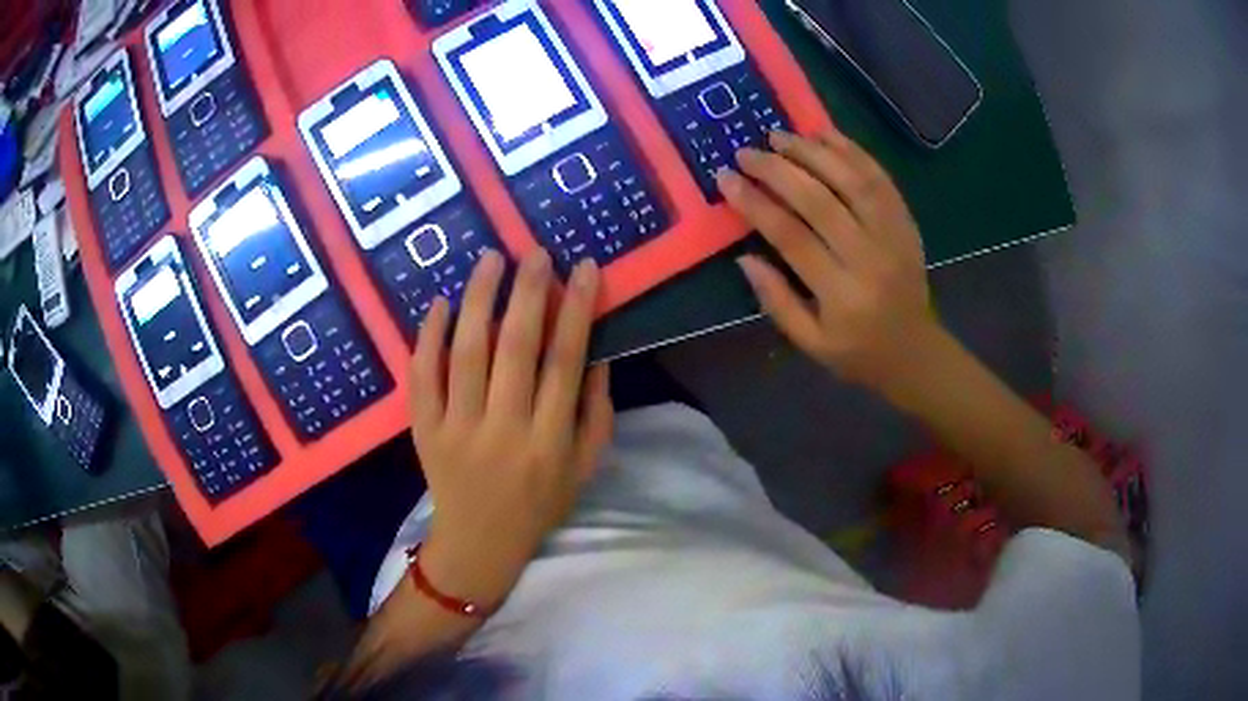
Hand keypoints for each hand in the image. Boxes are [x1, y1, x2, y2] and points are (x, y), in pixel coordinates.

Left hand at [407, 249, 613, 608]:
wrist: (480, 542)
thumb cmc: (539, 504)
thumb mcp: (584, 468)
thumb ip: (597, 412)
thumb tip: (596, 354)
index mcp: (550, 440)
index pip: (566, 362)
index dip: (576, 310)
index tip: (583, 268)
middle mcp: (505, 429)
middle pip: (517, 349)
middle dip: (529, 293)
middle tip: (535, 253)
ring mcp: (458, 429)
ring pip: (467, 353)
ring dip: (479, 300)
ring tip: (489, 260)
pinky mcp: (425, 431)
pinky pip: (423, 377)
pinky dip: (429, 337)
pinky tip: (440, 303)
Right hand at [717, 129, 941, 397]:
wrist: (915, 352)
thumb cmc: (858, 352)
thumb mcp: (810, 343)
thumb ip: (776, 300)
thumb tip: (744, 257)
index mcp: (841, 295)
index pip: (791, 237)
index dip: (755, 203)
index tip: (726, 178)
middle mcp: (869, 258)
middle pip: (820, 200)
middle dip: (777, 170)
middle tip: (747, 152)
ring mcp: (893, 236)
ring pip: (852, 181)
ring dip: (813, 152)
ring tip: (780, 135)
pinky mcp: (906, 223)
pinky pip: (880, 179)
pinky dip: (853, 151)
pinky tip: (825, 135)